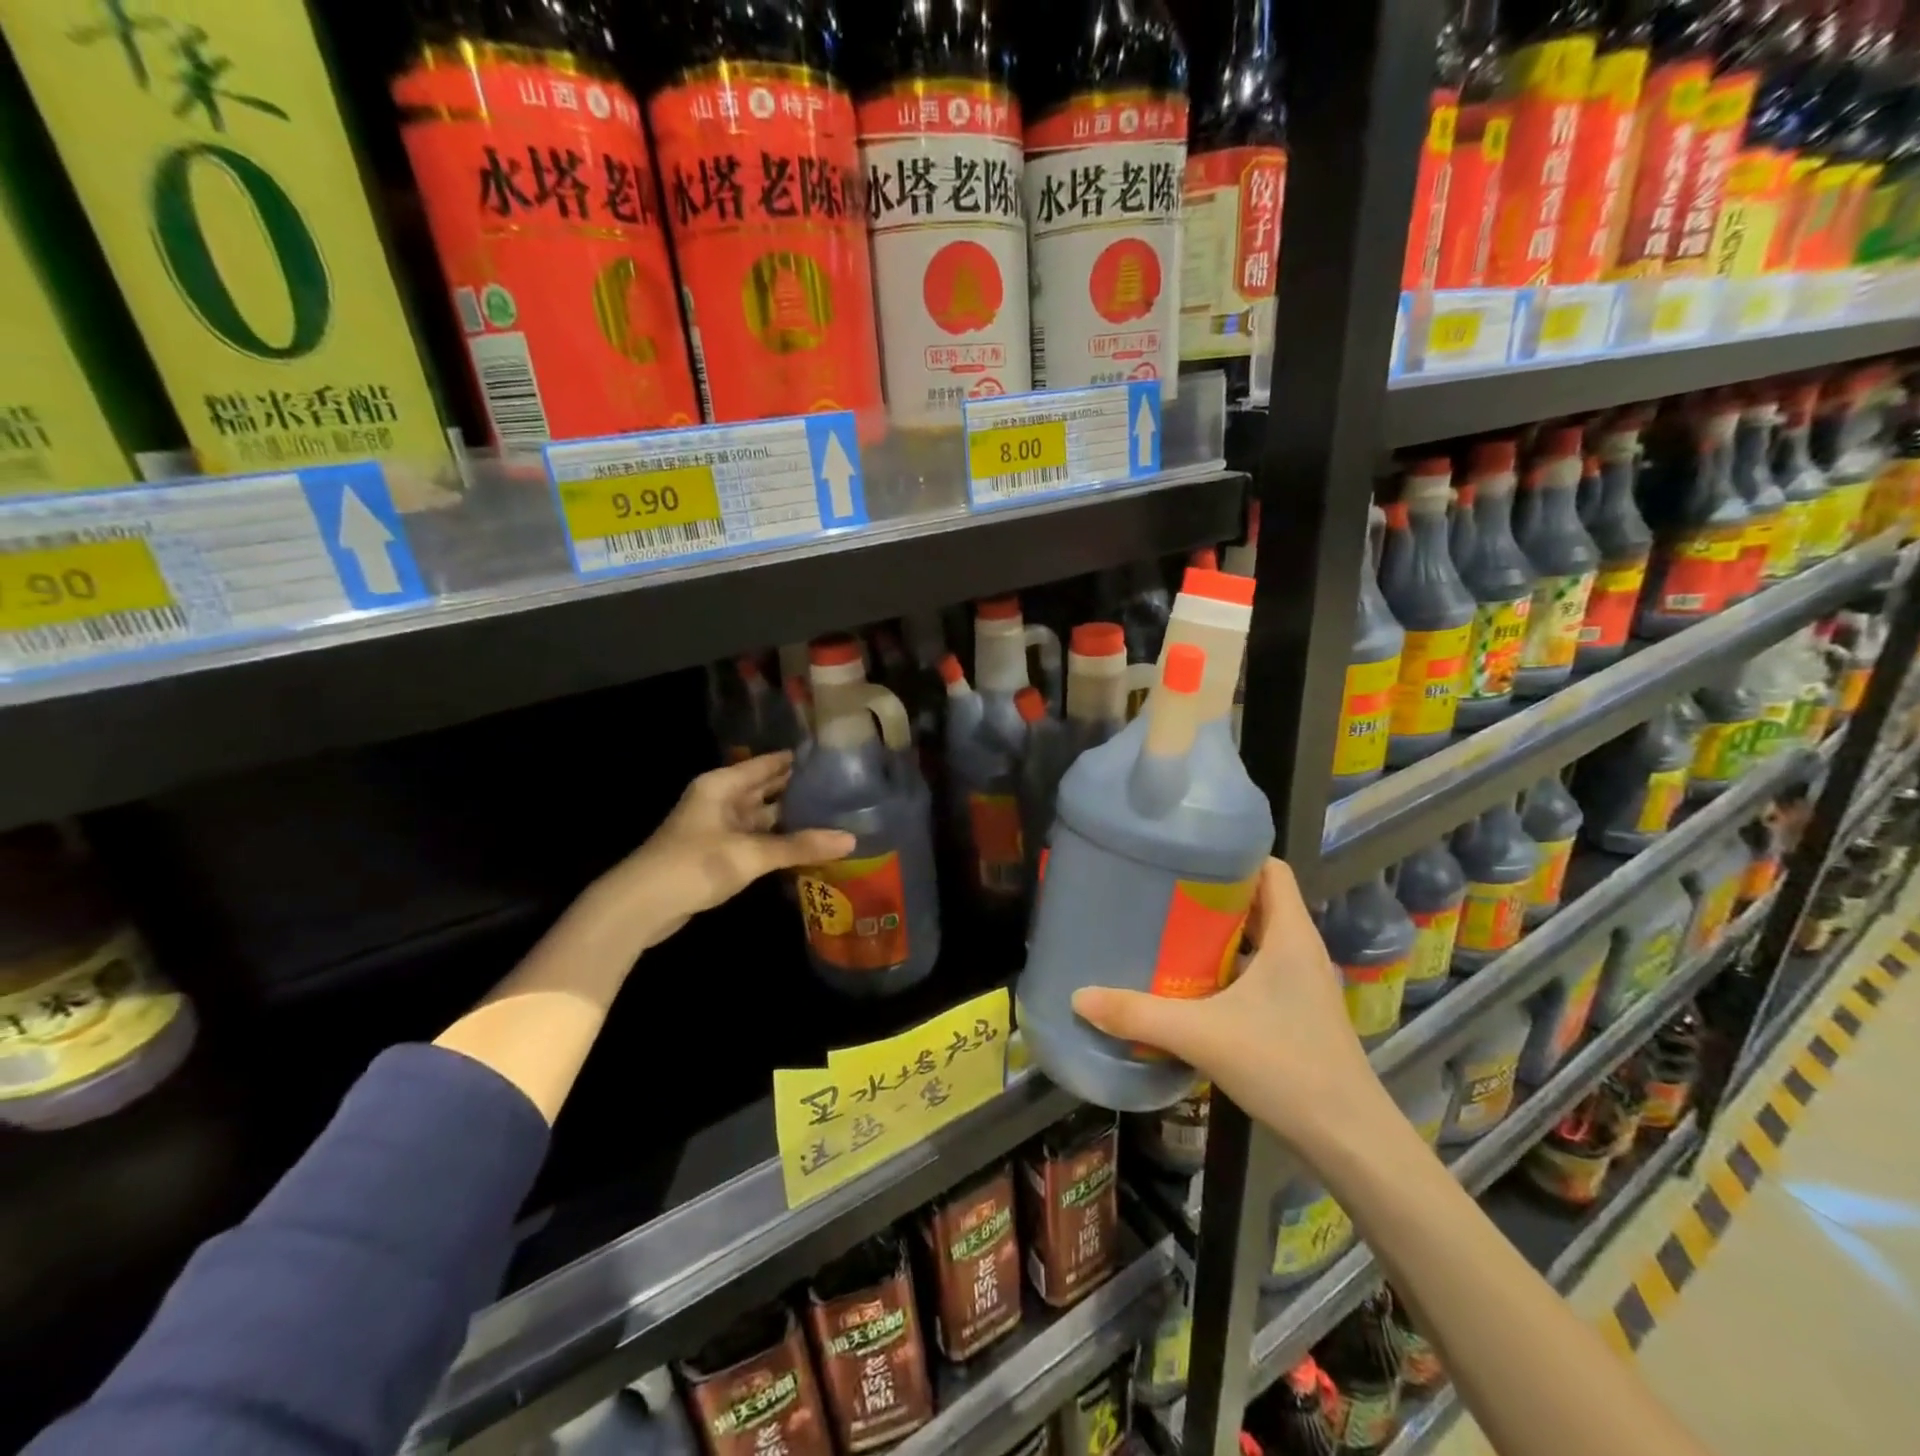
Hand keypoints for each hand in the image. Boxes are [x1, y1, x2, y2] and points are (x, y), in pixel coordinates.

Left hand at [592, 753, 855, 951]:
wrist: (641, 906)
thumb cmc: (694, 865)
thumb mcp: (751, 853)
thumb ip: (800, 846)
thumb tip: (851, 839)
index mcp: (722, 785)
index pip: (767, 764)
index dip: (797, 760)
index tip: (832, 759)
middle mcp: (720, 800)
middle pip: (766, 789)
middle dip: (798, 790)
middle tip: (841, 789)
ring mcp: (718, 828)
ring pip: (761, 817)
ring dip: (789, 818)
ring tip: (831, 815)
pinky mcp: (717, 854)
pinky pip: (755, 840)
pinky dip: (777, 841)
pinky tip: (804, 846)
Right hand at [1069, 859, 1398, 1161]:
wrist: (1349, 1140)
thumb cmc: (1286, 1067)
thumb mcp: (1203, 1036)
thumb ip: (1139, 1015)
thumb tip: (1079, 997)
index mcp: (1291, 935)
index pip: (1270, 868)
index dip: (1233, 853)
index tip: (1186, 852)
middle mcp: (1300, 949)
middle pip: (1258, 899)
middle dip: (1212, 891)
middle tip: (1161, 889)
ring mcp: (1302, 983)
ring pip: (1257, 936)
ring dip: (1218, 930)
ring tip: (1167, 927)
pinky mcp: (1297, 1011)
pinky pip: (1258, 968)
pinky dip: (1227, 965)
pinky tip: (1190, 982)